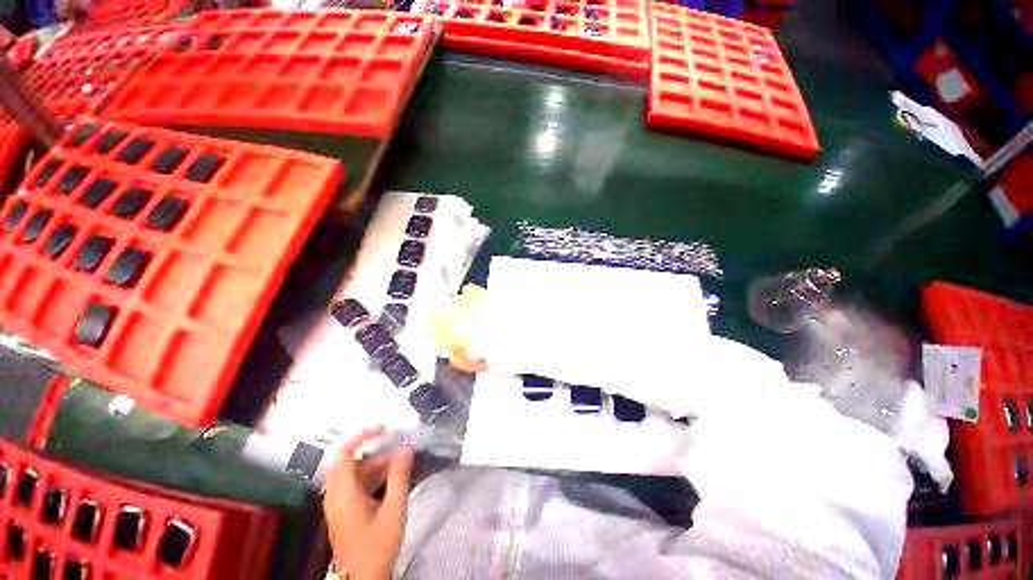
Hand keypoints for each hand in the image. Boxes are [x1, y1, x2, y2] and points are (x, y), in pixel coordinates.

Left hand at [323, 430, 414, 579]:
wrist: (364, 579)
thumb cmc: (378, 545)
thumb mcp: (394, 509)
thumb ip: (400, 476)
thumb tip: (407, 447)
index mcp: (344, 493)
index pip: (344, 454)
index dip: (361, 437)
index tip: (383, 429)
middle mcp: (336, 496)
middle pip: (350, 462)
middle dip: (375, 452)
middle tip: (397, 447)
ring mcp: (338, 505)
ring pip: (354, 474)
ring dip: (376, 465)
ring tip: (400, 464)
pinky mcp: (343, 512)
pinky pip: (355, 485)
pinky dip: (372, 478)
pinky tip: (390, 480)